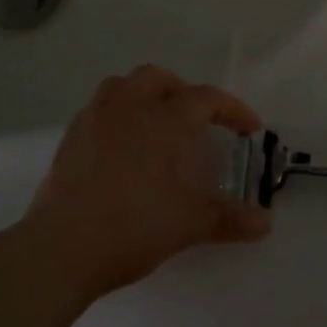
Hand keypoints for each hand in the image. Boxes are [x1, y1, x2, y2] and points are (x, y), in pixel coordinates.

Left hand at [16, 64, 271, 301]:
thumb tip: (265, 223)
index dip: (233, 109)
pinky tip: (120, 145)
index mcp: (162, 121)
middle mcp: (127, 110)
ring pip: (120, 86)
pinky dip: (115, 115)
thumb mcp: (188, 224)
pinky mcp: (68, 141)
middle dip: (183, 91)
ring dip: (143, 94)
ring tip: (156, 122)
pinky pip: (96, 110)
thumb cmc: (132, 227)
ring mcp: (92, 122)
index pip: (205, 99)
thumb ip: (229, 219)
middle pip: (157, 78)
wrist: (61, 248)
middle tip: (197, 119)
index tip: (249, 129)